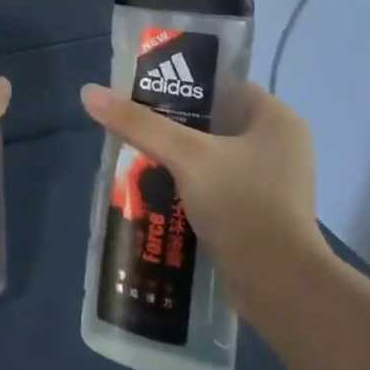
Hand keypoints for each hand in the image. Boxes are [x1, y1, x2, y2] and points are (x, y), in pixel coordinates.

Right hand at [79, 79, 325, 316]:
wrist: (278, 286)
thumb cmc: (241, 205)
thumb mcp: (186, 156)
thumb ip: (139, 124)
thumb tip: (89, 92)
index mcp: (276, 119)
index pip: (224, 85)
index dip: (183, 84)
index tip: (143, 91)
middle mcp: (280, 145)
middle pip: (215, 120)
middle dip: (174, 124)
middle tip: (134, 124)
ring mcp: (273, 181)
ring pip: (214, 155)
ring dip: (179, 156)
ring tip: (137, 154)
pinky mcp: (260, 212)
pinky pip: (218, 184)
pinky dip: (190, 183)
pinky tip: (158, 188)